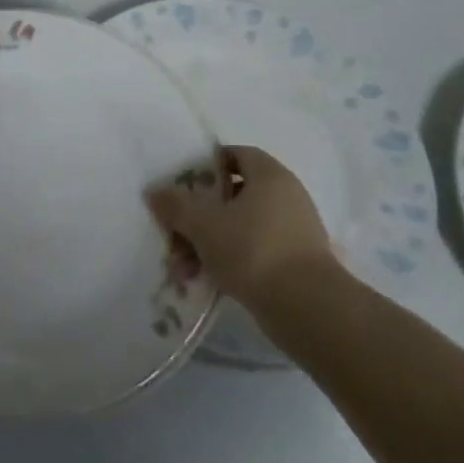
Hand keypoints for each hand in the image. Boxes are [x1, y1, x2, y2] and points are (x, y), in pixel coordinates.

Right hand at [146, 146, 335, 310]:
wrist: (308, 308)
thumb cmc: (253, 250)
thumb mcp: (203, 225)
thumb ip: (176, 206)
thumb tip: (155, 191)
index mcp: (270, 177)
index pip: (238, 154)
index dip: (209, 165)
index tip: (184, 184)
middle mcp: (288, 197)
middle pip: (235, 194)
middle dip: (201, 214)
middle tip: (177, 231)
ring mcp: (296, 231)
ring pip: (242, 226)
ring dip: (210, 242)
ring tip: (185, 266)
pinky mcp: (298, 262)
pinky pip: (255, 251)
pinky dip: (231, 260)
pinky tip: (207, 280)